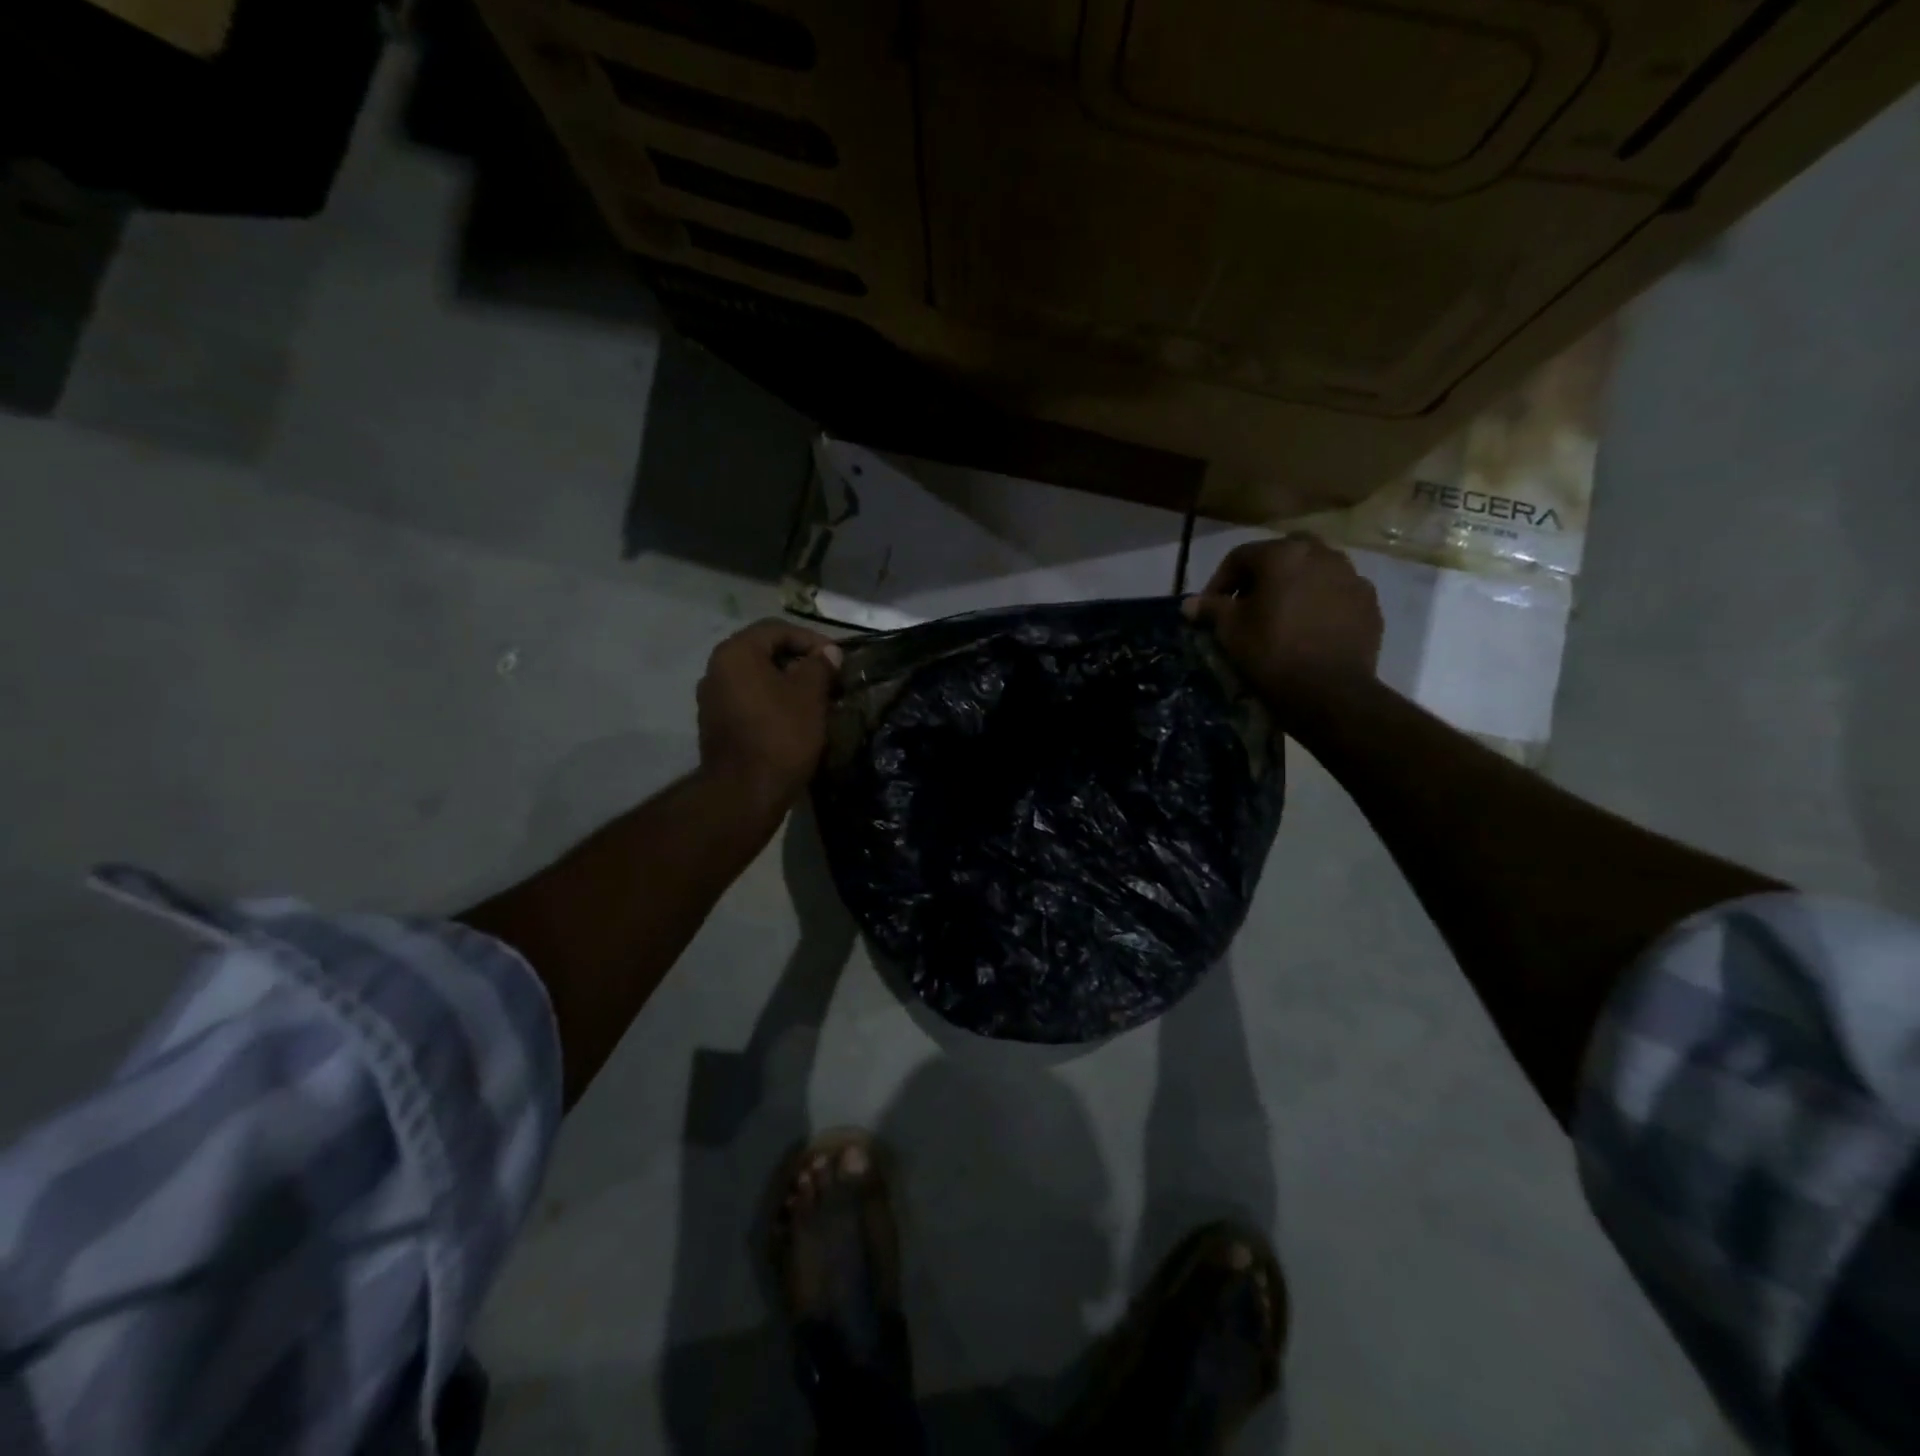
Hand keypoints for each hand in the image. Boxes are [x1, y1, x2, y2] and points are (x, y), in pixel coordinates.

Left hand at [696, 619, 841, 815]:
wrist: (744, 792)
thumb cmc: (780, 734)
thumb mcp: (809, 695)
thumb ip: (819, 666)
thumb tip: (828, 653)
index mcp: (736, 653)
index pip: (777, 629)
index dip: (811, 639)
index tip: (837, 659)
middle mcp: (716, 669)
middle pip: (764, 652)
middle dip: (799, 662)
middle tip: (829, 678)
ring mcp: (712, 699)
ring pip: (757, 679)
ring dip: (787, 683)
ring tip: (816, 699)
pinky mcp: (716, 725)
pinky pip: (749, 701)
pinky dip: (772, 702)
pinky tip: (795, 719)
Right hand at [1184, 534, 1382, 711]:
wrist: (1330, 692)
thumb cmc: (1271, 652)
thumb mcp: (1230, 631)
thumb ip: (1210, 609)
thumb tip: (1189, 603)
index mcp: (1283, 554)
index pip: (1240, 557)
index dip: (1219, 581)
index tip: (1210, 609)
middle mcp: (1322, 554)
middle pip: (1282, 558)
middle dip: (1261, 579)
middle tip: (1247, 607)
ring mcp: (1352, 577)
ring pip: (1314, 573)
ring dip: (1294, 588)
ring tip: (1281, 619)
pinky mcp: (1369, 604)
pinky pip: (1336, 595)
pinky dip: (1320, 605)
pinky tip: (1309, 631)